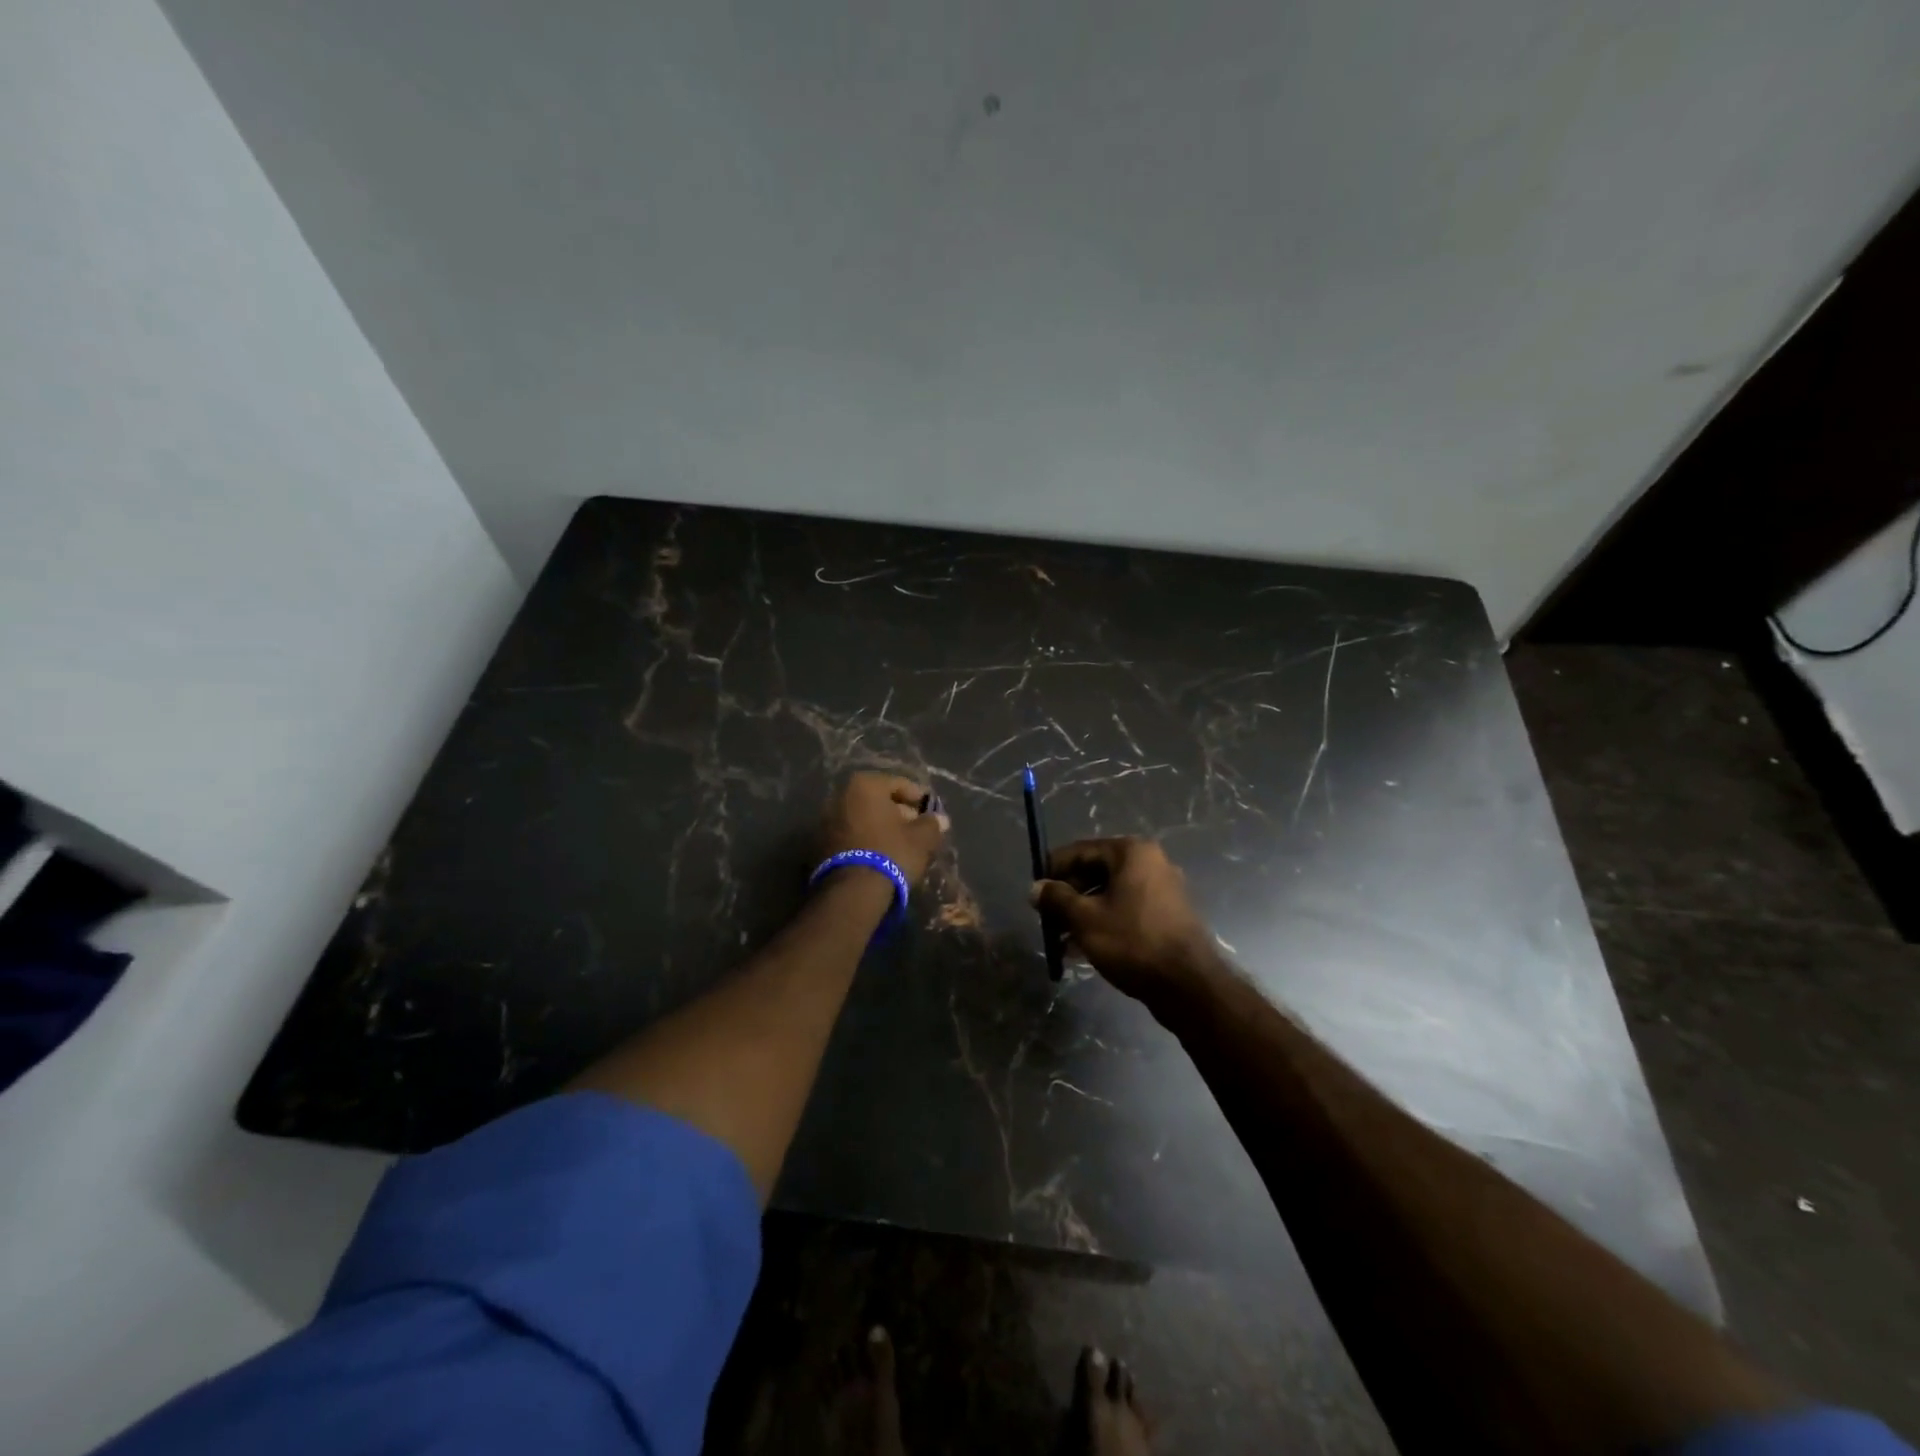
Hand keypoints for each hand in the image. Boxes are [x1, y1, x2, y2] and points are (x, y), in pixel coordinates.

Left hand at [821, 772, 949, 884]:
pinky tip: (880, 855)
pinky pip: (851, 835)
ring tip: (900, 845)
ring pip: (863, 818)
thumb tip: (940, 819)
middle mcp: (840, 795)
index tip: (932, 813)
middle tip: (917, 830)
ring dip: (881, 828)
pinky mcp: (819, 844)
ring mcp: (826, 820)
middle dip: (899, 813)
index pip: (899, 784)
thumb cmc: (891, 853)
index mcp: (865, 785)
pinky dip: (866, 840)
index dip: (919, 798)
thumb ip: (932, 824)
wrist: (852, 891)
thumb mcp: (921, 839)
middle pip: (878, 801)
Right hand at [1032, 837, 1221, 1006]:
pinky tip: (1081, 950)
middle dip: (1067, 896)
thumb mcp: (1085, 919)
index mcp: (1131, 852)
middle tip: (1046, 919)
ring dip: (1082, 914)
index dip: (1053, 870)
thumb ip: (1056, 899)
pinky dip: (1103, 924)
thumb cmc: (1132, 942)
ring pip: (1109, 895)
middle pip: (1095, 872)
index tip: (1034, 891)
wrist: (1188, 985)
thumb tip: (1035, 888)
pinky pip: (1126, 911)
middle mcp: (1150, 863)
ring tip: (1059, 942)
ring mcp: (1162, 890)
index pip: (1080, 850)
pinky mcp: (1167, 916)